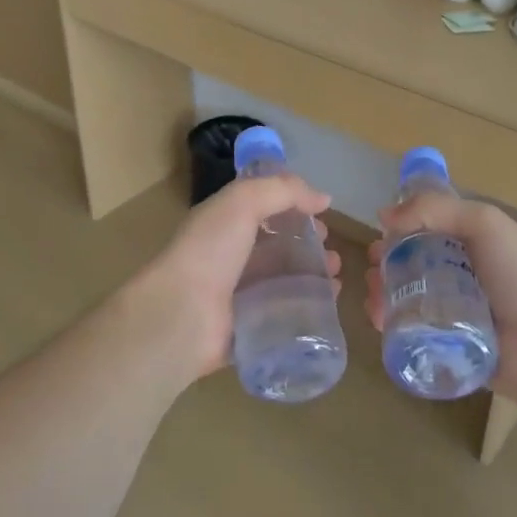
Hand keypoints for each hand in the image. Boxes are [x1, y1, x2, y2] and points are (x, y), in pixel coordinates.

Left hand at [127, 175, 337, 386]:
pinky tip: (328, 301)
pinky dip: (308, 305)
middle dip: (309, 246)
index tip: (323, 216)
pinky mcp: (248, 326)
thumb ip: (284, 191)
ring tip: (335, 277)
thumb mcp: (243, 202)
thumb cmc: (210, 250)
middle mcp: (231, 256)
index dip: (295, 208)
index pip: (265, 209)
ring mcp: (239, 294)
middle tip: (333, 253)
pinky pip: (284, 312)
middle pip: (278, 246)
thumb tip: (323, 198)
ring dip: (313, 275)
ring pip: (284, 280)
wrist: (181, 315)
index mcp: (225, 223)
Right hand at [366, 193, 516, 404]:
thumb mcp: (484, 224)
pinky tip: (380, 321)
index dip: (401, 232)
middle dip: (388, 266)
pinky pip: (414, 334)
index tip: (379, 237)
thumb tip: (384, 214)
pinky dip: (393, 326)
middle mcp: (464, 277)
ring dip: (384, 295)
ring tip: (373, 298)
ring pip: (409, 301)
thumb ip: (435, 210)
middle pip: (414, 267)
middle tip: (373, 271)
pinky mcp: (450, 348)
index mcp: (475, 245)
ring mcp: (457, 315)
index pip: (429, 232)